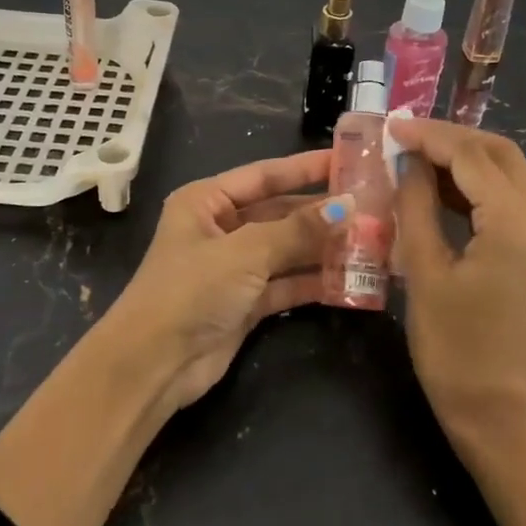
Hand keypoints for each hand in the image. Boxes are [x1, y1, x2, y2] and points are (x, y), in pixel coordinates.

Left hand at [110, 149, 347, 408]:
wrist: (153, 365)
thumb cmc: (191, 290)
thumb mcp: (245, 252)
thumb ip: (298, 229)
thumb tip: (349, 206)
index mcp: (206, 201)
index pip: (264, 175)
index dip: (306, 167)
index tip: (348, 160)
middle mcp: (220, 228)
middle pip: (279, 212)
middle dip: (321, 212)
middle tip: (372, 206)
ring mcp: (233, 267)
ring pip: (287, 249)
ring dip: (323, 247)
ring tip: (371, 240)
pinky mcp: (245, 303)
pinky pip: (286, 283)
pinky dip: (313, 281)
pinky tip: (350, 278)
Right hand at [390, 119, 525, 424]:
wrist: (497, 411)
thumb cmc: (453, 347)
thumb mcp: (425, 270)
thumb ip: (416, 205)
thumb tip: (406, 160)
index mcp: (517, 225)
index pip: (472, 157)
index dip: (429, 137)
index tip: (391, 126)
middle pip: (500, 154)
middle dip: (452, 138)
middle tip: (405, 137)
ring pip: (509, 172)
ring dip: (464, 158)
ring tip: (415, 155)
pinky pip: (511, 199)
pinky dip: (476, 185)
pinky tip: (439, 187)